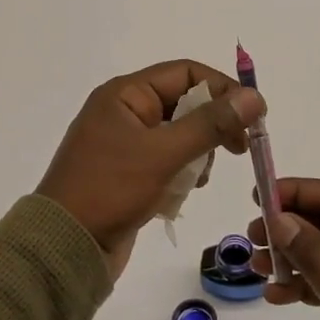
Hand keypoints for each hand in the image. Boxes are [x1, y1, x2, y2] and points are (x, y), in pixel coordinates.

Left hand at [38, 60, 262, 280]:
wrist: (64, 247)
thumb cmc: (111, 190)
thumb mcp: (164, 153)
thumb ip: (211, 124)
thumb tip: (255, 97)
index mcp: (125, 94)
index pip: (186, 73)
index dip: (223, 89)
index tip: (253, 117)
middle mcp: (125, 112)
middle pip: (185, 103)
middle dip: (213, 125)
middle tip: (238, 149)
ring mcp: (126, 144)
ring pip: (180, 135)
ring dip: (198, 154)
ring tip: (198, 179)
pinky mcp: (129, 173)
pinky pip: (168, 161)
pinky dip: (182, 173)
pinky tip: (182, 193)